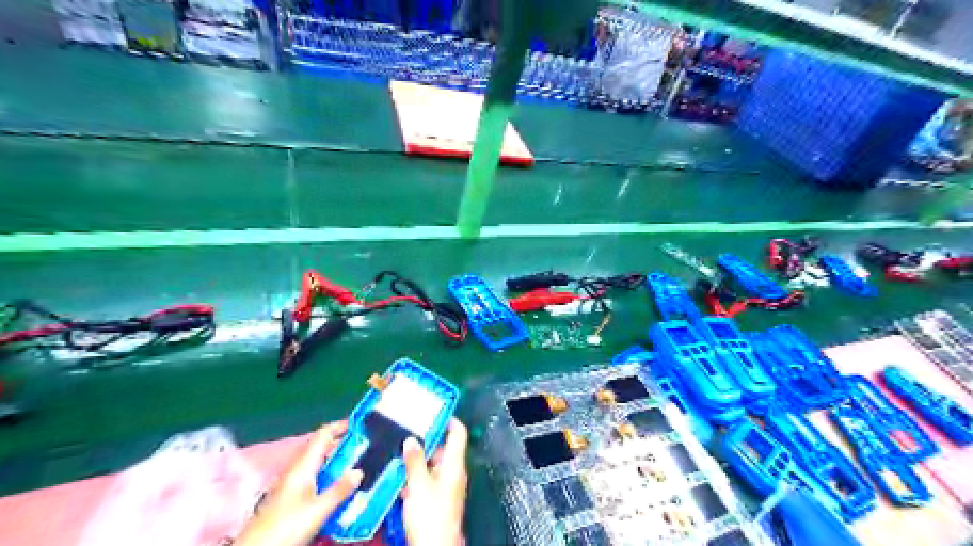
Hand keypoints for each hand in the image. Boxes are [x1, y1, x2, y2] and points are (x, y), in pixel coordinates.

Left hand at [238, 423, 363, 544]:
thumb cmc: (285, 526)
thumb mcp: (318, 509)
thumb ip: (339, 490)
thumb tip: (358, 471)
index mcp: (303, 465)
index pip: (323, 435)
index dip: (340, 426)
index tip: (359, 424)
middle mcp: (296, 469)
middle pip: (320, 448)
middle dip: (341, 445)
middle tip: (363, 447)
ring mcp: (290, 483)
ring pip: (317, 463)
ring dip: (335, 461)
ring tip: (355, 465)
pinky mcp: (288, 497)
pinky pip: (313, 477)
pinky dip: (327, 476)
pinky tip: (337, 487)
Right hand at [399, 418, 466, 545]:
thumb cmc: (430, 514)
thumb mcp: (418, 485)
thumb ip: (414, 461)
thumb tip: (411, 439)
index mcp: (454, 464)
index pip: (458, 433)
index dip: (448, 419)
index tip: (433, 410)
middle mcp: (453, 471)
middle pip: (443, 447)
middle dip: (425, 439)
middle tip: (406, 430)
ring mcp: (446, 485)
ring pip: (433, 463)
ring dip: (417, 458)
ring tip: (398, 449)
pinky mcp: (438, 498)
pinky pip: (428, 478)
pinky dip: (416, 474)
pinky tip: (398, 475)